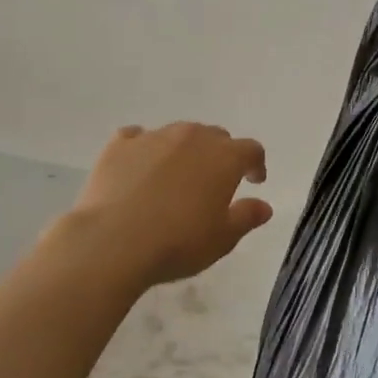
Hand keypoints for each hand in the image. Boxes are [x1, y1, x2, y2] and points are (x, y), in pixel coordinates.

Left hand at [63, 123, 272, 287]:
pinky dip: (143, 148)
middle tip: (214, 182)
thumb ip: (246, 217)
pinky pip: (137, 137)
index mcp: (224, 157)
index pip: (250, 149)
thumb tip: (264, 206)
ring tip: (175, 177)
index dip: (255, 164)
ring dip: (184, 150)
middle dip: (219, 155)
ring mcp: (153, 137)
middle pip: (215, 136)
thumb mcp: (222, 239)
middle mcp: (192, 137)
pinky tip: (138, 166)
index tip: (253, 181)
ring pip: (178, 134)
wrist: (112, 242)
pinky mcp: (119, 145)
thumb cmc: (177, 243)